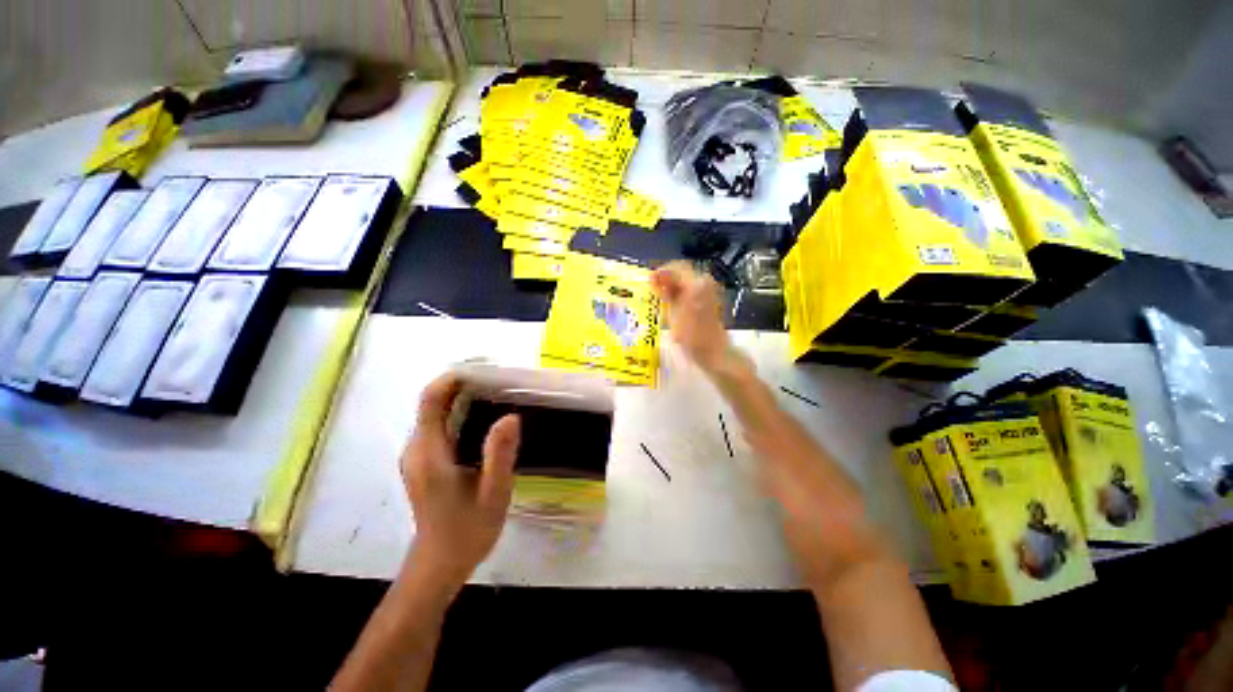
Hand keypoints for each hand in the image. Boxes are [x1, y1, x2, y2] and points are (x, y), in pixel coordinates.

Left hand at [400, 374, 520, 586]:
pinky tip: (486, 420)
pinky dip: (461, 413)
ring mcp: (418, 455)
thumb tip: (510, 416)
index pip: (430, 399)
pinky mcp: (424, 462)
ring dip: (463, 398)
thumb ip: (499, 454)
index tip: (483, 370)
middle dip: (463, 385)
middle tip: (501, 381)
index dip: (452, 377)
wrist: (440, 564)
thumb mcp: (492, 493)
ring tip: (499, 395)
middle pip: (433, 403)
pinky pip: (440, 426)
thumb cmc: (467, 531)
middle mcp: (417, 448)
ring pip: (436, 413)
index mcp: (429, 452)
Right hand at [651, 261, 732, 373]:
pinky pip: (689, 288)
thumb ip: (666, 293)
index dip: (661, 272)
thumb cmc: (692, 337)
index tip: (648, 280)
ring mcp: (708, 290)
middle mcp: (704, 283)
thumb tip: (655, 277)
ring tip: (658, 295)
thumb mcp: (673, 315)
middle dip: (665, 277)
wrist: (714, 352)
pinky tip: (669, 302)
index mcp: (696, 285)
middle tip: (651, 288)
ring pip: (685, 279)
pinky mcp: (708, 299)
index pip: (676, 268)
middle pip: (681, 271)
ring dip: (671, 284)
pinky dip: (678, 291)